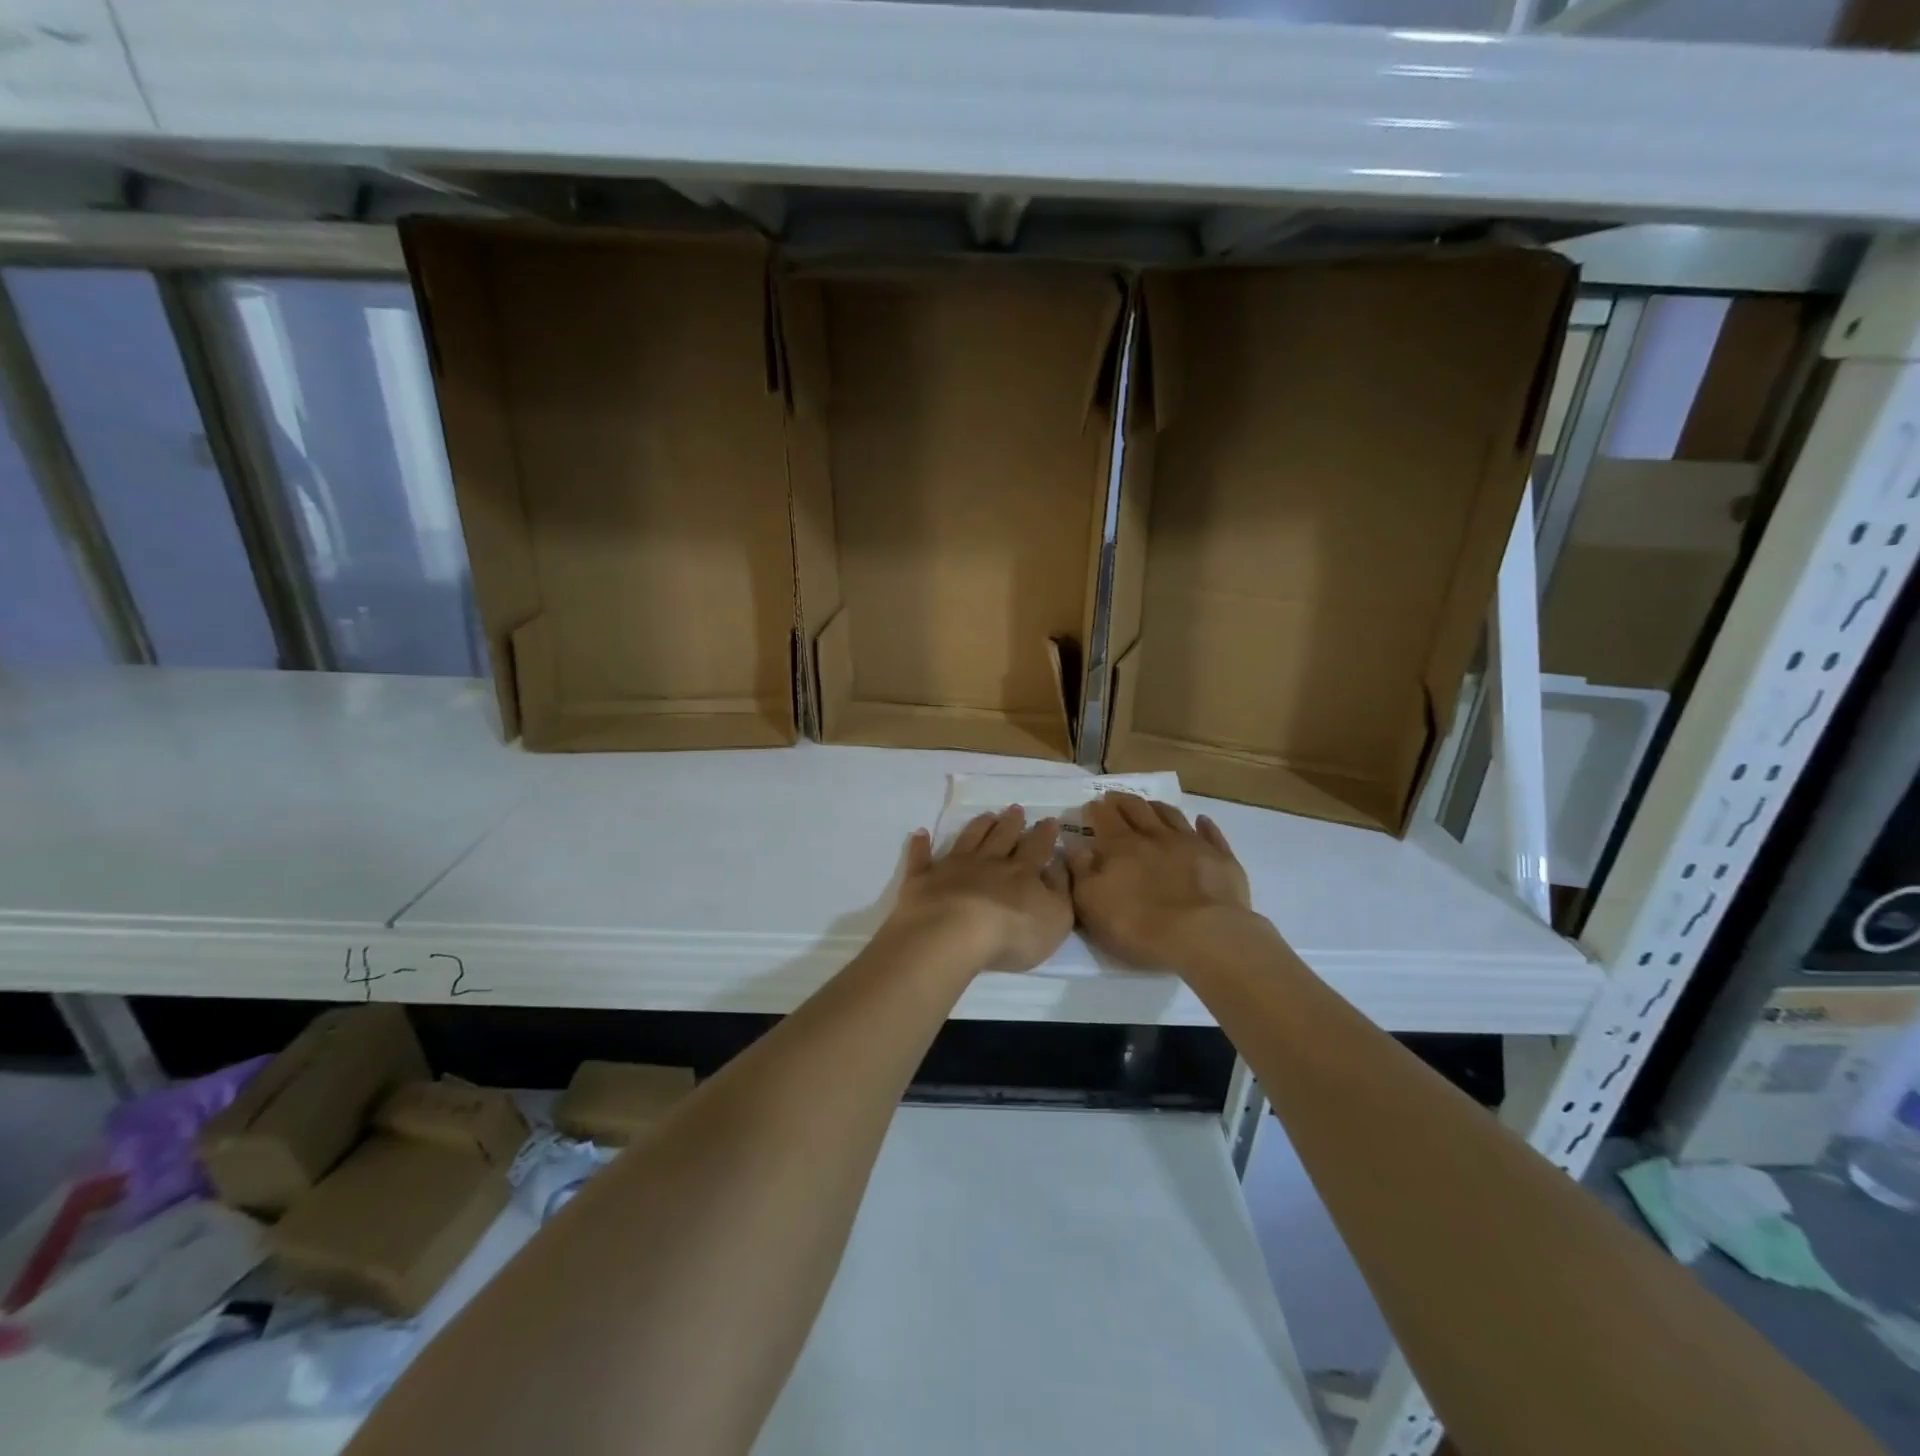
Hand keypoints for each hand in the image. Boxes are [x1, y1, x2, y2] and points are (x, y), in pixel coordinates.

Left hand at [889, 807, 1072, 972]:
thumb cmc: (1011, 932)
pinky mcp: (923, 879)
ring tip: (986, 815)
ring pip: (968, 839)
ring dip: (978, 826)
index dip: (1045, 835)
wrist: (953, 934)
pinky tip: (920, 833)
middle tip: (1016, 808)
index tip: (1048, 820)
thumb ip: (1060, 890)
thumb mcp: (1055, 917)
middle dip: (1011, 823)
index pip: (1037, 848)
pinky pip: (921, 858)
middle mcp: (988, 862)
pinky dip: (921, 845)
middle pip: (1002, 837)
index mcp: (1022, 872)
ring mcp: (953, 868)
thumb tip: (1058, 865)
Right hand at [1064, 794, 1260, 968]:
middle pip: (1137, 809)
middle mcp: (1155, 836)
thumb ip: (1080, 871)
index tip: (1089, 807)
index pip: (1104, 818)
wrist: (1204, 936)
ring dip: (1157, 808)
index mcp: (1121, 846)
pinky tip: (1201, 821)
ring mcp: (1191, 844)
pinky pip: (1211, 834)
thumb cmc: (1138, 925)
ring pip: (1171, 815)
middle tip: (1113, 798)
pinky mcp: (1220, 858)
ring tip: (1149, 805)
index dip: (1094, 810)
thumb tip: (1075, 847)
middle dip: (1122, 801)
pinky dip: (1204, 825)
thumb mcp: (1092, 904)